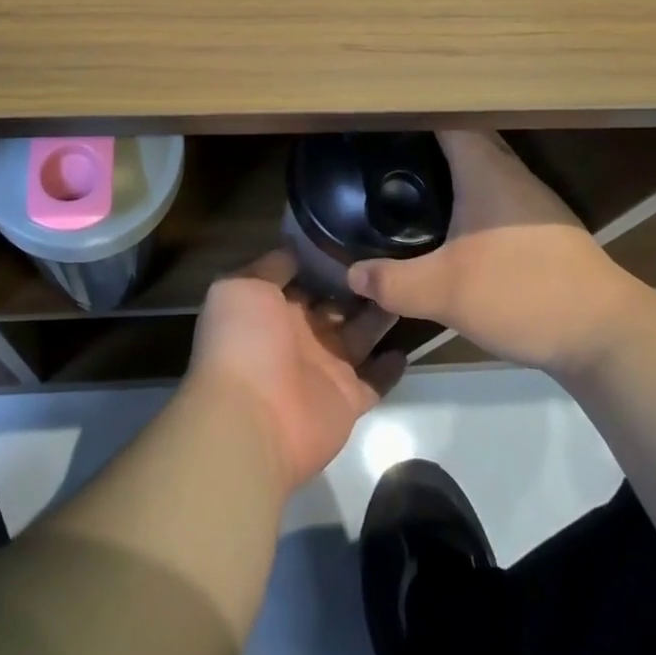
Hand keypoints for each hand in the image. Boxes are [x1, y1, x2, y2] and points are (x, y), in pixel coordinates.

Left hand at [188, 250, 405, 492]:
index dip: (325, 259)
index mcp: (272, 307)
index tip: (355, 235)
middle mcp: (299, 335)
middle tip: (392, 257)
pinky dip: (390, 366)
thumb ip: (271, 266)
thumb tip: (295, 247)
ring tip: (408, 286)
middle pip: (335, 305)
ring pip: (359, 335)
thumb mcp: (243, 286)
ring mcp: (324, 368)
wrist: (250, 419)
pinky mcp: (348, 399)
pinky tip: (411, 340)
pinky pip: (375, 381)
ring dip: (379, 315)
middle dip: (358, 285)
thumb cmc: (243, 342)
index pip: (303, 278)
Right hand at [346, 130, 645, 379]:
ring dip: (453, 169)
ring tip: (413, 180)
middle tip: (387, 150)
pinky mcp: (547, 230)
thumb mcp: (445, 292)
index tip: (384, 116)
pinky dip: (473, 198)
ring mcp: (534, 202)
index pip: (448, 119)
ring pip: (485, 169)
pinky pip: (499, 196)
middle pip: (467, 139)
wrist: (606, 335)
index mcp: (486, 170)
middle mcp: (512, 174)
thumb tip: (352, 274)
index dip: (416, 112)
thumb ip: (393, 282)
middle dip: (429, 140)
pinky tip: (456, 225)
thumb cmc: (522, 292)